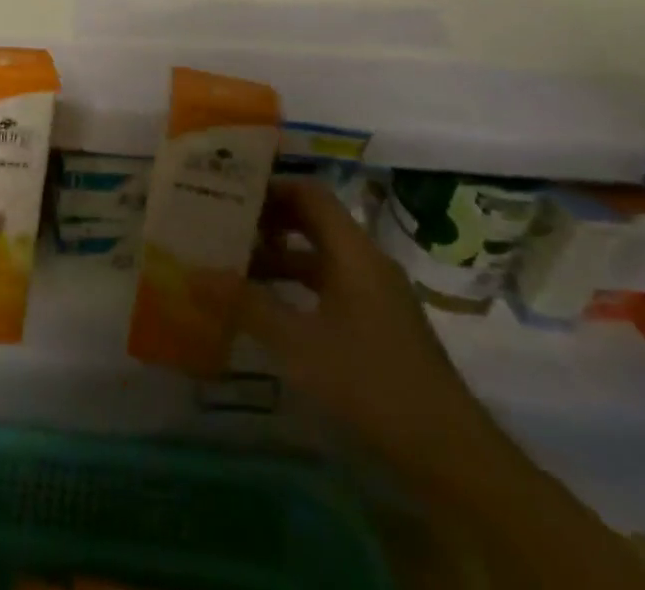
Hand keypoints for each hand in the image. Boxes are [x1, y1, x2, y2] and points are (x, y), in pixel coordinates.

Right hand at [243, 180, 503, 480]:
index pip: (309, 193)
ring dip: (278, 258)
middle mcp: (366, 263)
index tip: (228, 193)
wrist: (453, 458)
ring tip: (234, 268)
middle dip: (267, 221)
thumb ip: (245, 305)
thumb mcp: (298, 344)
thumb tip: (191, 274)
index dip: (269, 187)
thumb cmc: (372, 383)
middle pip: (312, 222)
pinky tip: (269, 311)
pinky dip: (296, 288)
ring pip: (319, 258)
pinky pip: (329, 288)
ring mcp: (376, 297)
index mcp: (353, 252)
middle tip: (222, 225)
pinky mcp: (378, 328)